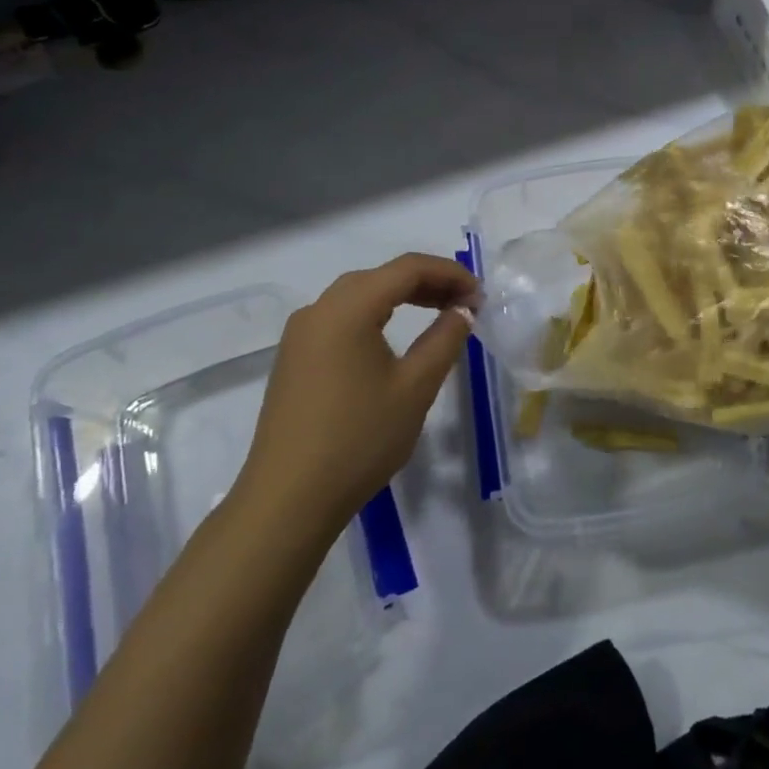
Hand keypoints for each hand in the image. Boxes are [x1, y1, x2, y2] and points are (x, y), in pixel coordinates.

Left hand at [236, 254, 477, 527]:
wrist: (288, 500)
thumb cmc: (359, 439)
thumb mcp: (415, 388)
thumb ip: (445, 339)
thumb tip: (462, 310)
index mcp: (347, 309)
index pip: (407, 269)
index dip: (449, 274)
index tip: (480, 296)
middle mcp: (318, 310)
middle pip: (381, 277)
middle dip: (428, 282)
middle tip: (465, 304)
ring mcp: (300, 335)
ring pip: (359, 296)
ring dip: (401, 297)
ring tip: (439, 313)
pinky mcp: (294, 358)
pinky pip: (341, 318)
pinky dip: (376, 315)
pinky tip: (395, 338)